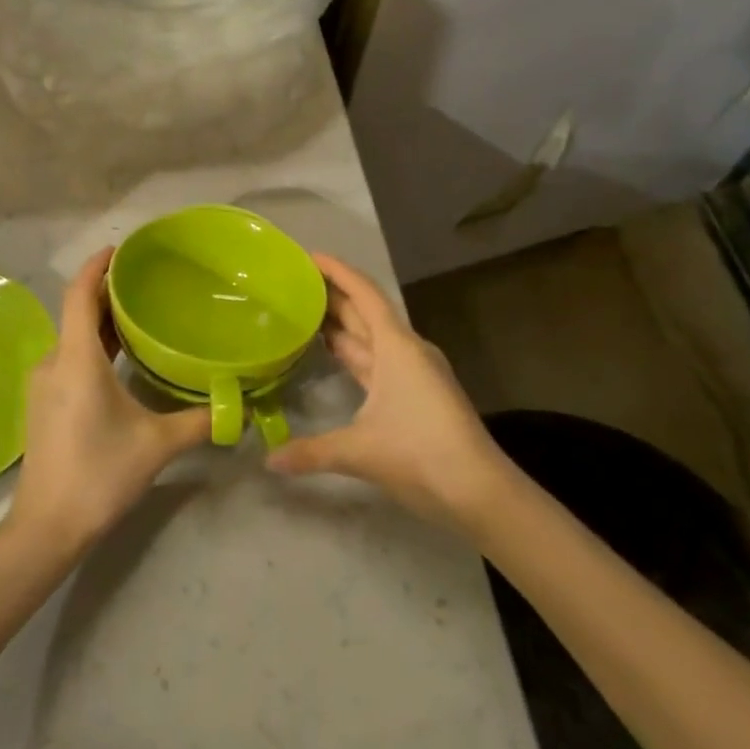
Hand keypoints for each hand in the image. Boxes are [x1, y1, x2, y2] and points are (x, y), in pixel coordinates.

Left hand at [7, 249, 211, 553]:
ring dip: (100, 321)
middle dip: (107, 293)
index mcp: (76, 359)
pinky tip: (118, 357)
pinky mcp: (42, 402)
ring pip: (72, 337)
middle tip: (145, 281)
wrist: (47, 527)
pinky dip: (91, 345)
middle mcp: (54, 362)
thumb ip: (200, 421)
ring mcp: (43, 383)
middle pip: (77, 312)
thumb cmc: (100, 474)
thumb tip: (239, 408)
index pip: (80, 294)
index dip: (96, 266)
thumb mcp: (157, 445)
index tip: (120, 249)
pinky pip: (68, 357)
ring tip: (137, 315)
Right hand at [266, 253, 504, 527]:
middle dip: (332, 295)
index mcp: (396, 346)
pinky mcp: (417, 393)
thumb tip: (269, 461)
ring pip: (371, 337)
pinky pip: (377, 360)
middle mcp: (406, 350)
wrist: (480, 491)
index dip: (337, 271)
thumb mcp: (360, 450)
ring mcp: (414, 372)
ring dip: (342, 324)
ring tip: (305, 312)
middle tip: (294, 283)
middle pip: (365, 311)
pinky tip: (334, 355)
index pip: (363, 294)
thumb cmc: (421, 453)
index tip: (308, 256)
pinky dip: (353, 352)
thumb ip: (311, 452)